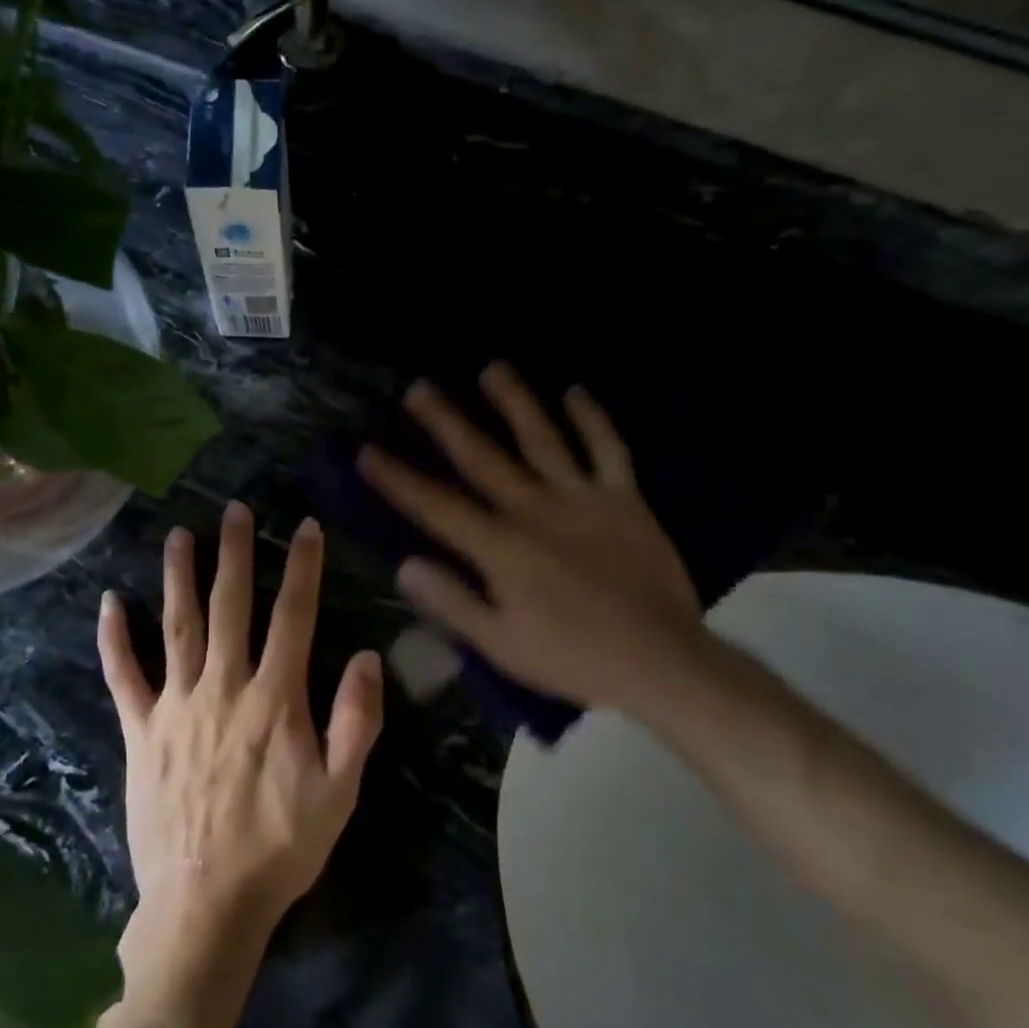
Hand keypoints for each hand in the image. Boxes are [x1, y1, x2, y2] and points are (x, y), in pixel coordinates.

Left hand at [98, 503, 383, 948]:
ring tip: (180, 535)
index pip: (293, 616)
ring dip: (179, 577)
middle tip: (235, 510)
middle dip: (235, 554)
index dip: (301, 567)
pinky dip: (115, 639)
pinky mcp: (141, 730)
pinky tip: (109, 603)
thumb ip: (356, 720)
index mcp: (275, 698)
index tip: (305, 527)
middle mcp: (224, 686)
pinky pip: (124, 675)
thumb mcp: (339, 791)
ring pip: (178, 626)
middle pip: (231, 606)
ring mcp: (177, 705)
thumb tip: (367, 655)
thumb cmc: (280, 846)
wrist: (207, 903)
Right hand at [357, 363, 708, 721]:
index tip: (368, 451)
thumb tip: (405, 565)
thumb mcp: (501, 645)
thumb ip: (452, 602)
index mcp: (501, 548)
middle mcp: (535, 510)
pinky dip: (592, 418)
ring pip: (542, 438)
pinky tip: (575, 391)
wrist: (660, 660)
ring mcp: (582, 498)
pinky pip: (607, 448)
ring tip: (492, 368)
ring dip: (515, 401)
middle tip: (419, 388)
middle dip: (446, 422)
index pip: (437, 506)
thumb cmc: (573, 658)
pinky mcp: (624, 498)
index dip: (399, 479)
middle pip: (482, 457)